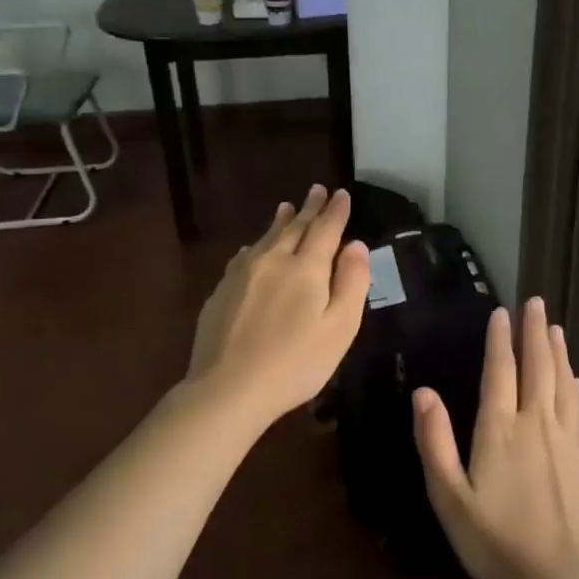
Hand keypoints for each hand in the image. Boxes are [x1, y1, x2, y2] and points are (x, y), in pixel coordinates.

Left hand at [186, 185, 371, 424]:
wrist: (228, 388)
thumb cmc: (295, 363)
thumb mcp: (340, 329)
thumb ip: (352, 283)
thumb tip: (357, 245)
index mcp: (306, 268)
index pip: (325, 229)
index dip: (336, 211)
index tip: (341, 194)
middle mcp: (273, 260)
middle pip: (294, 227)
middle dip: (309, 208)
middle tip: (317, 190)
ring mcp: (242, 274)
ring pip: (266, 237)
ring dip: (281, 220)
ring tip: (287, 207)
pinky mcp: (221, 291)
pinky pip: (244, 256)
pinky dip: (256, 245)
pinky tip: (254, 247)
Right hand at [412, 297, 578, 578]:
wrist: (563, 576)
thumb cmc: (498, 540)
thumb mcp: (450, 498)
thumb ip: (435, 443)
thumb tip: (423, 392)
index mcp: (500, 429)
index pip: (501, 371)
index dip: (500, 340)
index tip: (502, 313)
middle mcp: (536, 422)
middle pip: (537, 366)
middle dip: (534, 332)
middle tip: (536, 303)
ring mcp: (566, 437)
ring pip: (562, 381)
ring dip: (557, 351)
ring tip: (554, 327)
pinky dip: (576, 385)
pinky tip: (575, 377)